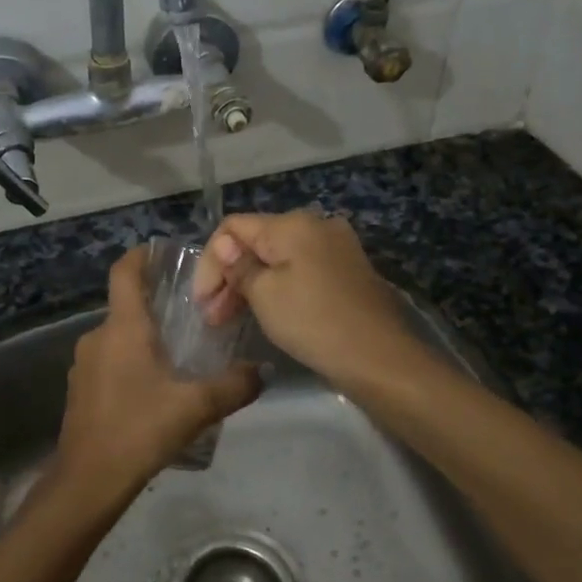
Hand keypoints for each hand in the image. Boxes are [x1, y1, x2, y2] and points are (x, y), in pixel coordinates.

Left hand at [49, 245, 259, 508]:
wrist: (88, 479)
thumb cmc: (139, 430)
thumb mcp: (196, 407)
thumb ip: (234, 386)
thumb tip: (264, 371)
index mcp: (123, 328)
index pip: (124, 272)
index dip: (141, 255)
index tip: (162, 251)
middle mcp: (98, 336)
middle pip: (125, 306)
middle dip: (155, 305)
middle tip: (191, 314)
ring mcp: (84, 364)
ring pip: (118, 337)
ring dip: (144, 338)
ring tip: (178, 354)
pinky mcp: (80, 389)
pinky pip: (109, 362)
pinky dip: (131, 363)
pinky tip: (154, 389)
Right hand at [193, 212, 412, 386]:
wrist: (381, 358)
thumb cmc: (314, 322)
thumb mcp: (265, 295)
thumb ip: (239, 266)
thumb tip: (224, 246)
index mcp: (292, 224)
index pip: (233, 227)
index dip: (210, 261)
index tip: (201, 301)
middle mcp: (316, 225)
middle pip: (256, 242)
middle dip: (228, 276)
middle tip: (212, 317)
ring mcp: (336, 247)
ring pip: (277, 258)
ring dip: (250, 284)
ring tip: (230, 319)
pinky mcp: (347, 271)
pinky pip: (299, 271)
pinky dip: (277, 288)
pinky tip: (265, 312)